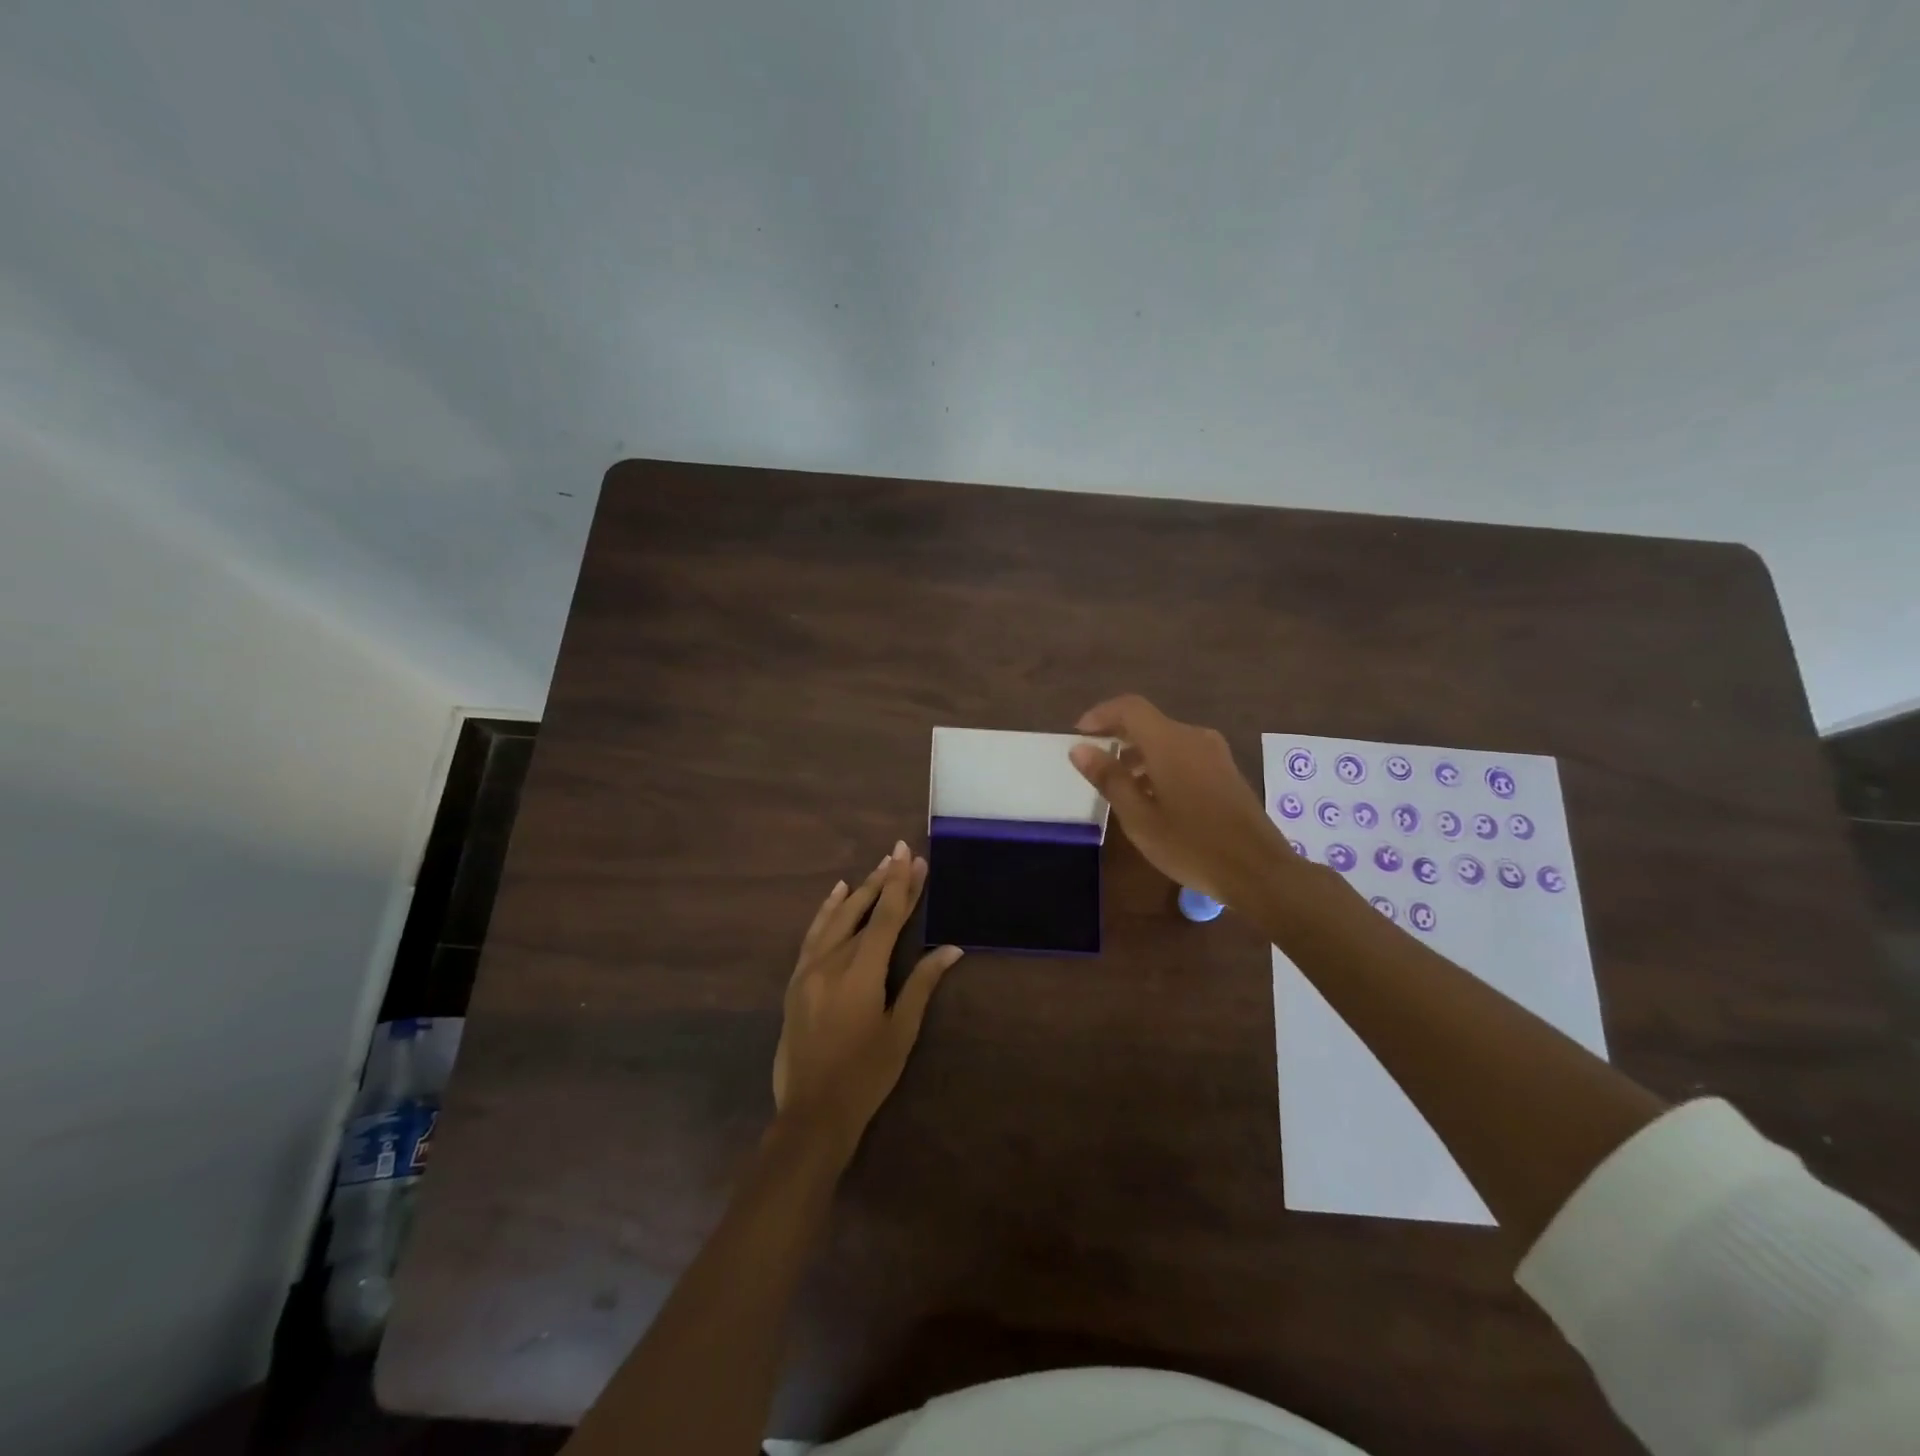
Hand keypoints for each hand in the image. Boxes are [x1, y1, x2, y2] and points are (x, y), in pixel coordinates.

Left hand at [772, 841, 963, 1154]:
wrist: (812, 1112)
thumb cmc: (866, 1075)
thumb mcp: (901, 1031)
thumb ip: (922, 984)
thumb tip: (951, 949)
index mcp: (862, 973)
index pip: (887, 918)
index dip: (901, 885)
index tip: (911, 856)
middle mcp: (832, 962)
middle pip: (863, 911)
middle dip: (884, 880)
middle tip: (900, 852)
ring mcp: (810, 969)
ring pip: (837, 918)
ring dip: (859, 891)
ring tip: (878, 867)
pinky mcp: (797, 980)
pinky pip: (813, 934)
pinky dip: (827, 910)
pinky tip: (838, 894)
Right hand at [1069, 694, 1291, 907]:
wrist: (1259, 871)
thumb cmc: (1192, 845)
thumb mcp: (1139, 818)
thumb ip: (1109, 779)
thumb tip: (1080, 749)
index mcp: (1170, 743)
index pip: (1130, 708)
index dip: (1101, 714)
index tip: (1079, 734)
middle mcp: (1194, 737)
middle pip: (1148, 722)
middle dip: (1118, 736)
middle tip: (1094, 762)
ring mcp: (1214, 753)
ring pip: (1167, 739)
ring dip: (1139, 754)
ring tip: (1120, 785)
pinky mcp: (1226, 771)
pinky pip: (1184, 754)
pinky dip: (1160, 764)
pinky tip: (1153, 796)